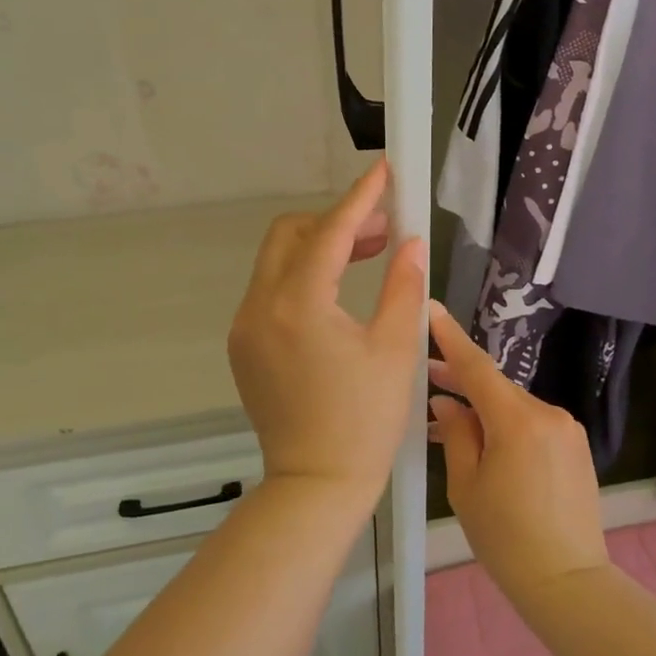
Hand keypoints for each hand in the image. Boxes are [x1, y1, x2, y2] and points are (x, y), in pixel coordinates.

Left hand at [228, 162, 425, 510]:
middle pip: (291, 235)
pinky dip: (303, 278)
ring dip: (319, 247)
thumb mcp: (395, 349)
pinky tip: (338, 294)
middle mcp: (260, 307)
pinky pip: (271, 292)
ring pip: (277, 261)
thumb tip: (412, 242)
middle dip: (336, 221)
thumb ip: (402, 286)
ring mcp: (245, 327)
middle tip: (383, 230)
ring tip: (369, 255)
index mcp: (298, 305)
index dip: (360, 198)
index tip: (383, 171)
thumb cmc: (365, 421)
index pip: (329, 232)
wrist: (316, 483)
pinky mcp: (244, 346)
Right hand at [427, 301, 608, 605]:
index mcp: (517, 420)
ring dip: (483, 406)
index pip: (477, 367)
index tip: (431, 309)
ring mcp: (567, 428)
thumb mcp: (467, 486)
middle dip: (461, 379)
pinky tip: (484, 438)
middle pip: (496, 386)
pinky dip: (506, 423)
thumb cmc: (506, 537)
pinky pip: (533, 422)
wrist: (567, 580)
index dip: (451, 338)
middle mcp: (547, 412)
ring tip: (449, 416)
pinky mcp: (576, 445)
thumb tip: (447, 402)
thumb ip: (456, 434)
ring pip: (514, 405)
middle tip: (426, 374)